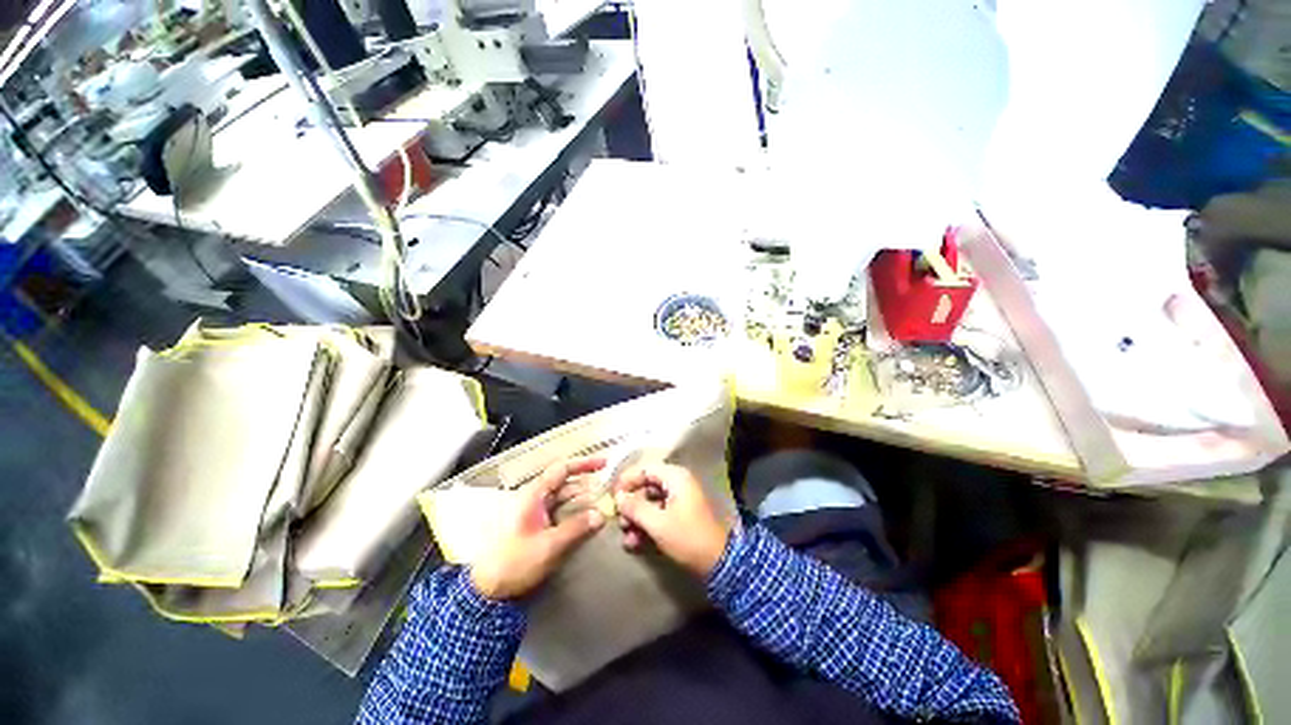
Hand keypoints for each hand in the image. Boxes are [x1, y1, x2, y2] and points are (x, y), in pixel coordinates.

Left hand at [469, 457, 606, 600]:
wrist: (487, 589)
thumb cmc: (515, 562)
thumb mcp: (549, 546)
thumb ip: (576, 528)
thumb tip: (601, 515)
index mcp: (534, 494)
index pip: (562, 469)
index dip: (584, 464)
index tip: (604, 464)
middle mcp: (535, 497)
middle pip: (566, 482)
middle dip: (588, 483)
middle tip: (609, 488)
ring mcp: (535, 510)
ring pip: (564, 496)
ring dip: (583, 498)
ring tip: (603, 503)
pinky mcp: (537, 523)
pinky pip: (560, 510)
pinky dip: (575, 510)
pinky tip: (588, 517)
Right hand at [614, 464, 731, 577]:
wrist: (717, 563)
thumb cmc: (687, 537)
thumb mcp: (657, 523)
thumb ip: (635, 507)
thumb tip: (618, 497)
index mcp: (675, 477)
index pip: (645, 469)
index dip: (627, 481)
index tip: (612, 496)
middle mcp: (677, 483)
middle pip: (646, 486)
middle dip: (631, 504)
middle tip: (619, 520)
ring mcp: (679, 500)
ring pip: (650, 502)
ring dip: (636, 518)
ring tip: (625, 536)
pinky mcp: (679, 515)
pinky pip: (658, 514)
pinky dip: (646, 526)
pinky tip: (634, 543)